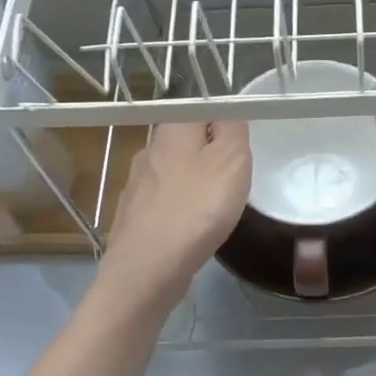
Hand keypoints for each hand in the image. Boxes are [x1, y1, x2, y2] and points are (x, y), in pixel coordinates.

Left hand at [97, 121, 250, 310]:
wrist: (147, 268)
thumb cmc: (197, 207)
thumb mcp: (232, 158)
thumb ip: (233, 127)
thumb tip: (227, 109)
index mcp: (172, 128)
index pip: (202, 107)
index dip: (225, 120)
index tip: (242, 145)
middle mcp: (149, 149)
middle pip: (186, 140)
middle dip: (210, 153)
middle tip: (235, 176)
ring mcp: (137, 183)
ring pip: (175, 171)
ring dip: (196, 181)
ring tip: (217, 204)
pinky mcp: (134, 214)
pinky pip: (165, 201)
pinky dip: (181, 207)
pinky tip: (192, 226)